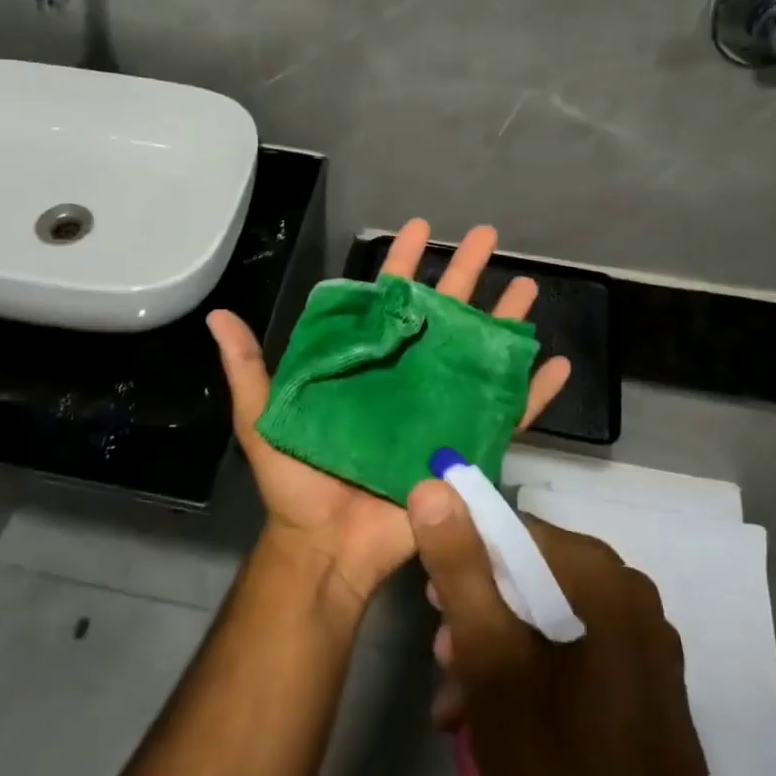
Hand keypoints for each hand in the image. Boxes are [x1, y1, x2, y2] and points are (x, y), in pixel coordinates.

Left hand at [207, 219, 571, 612]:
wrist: (326, 546)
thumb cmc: (296, 482)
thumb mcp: (263, 419)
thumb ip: (248, 368)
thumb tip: (217, 315)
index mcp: (365, 366)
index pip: (387, 303)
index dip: (403, 264)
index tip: (420, 228)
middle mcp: (406, 379)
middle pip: (442, 317)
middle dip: (465, 274)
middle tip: (488, 236)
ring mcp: (440, 411)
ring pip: (480, 356)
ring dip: (504, 321)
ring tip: (528, 287)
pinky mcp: (465, 448)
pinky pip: (508, 417)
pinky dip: (534, 392)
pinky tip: (557, 363)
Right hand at [408, 483, 775, 775]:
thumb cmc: (556, 755)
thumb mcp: (489, 655)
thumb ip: (459, 566)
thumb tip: (431, 488)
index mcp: (598, 573)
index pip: (512, 528)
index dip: (462, 555)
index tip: (430, 599)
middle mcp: (628, 592)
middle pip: (529, 574)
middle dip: (476, 611)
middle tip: (442, 655)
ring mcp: (643, 640)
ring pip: (547, 616)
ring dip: (495, 647)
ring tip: (457, 698)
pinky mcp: (645, 682)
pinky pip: (573, 650)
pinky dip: (530, 670)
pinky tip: (492, 717)